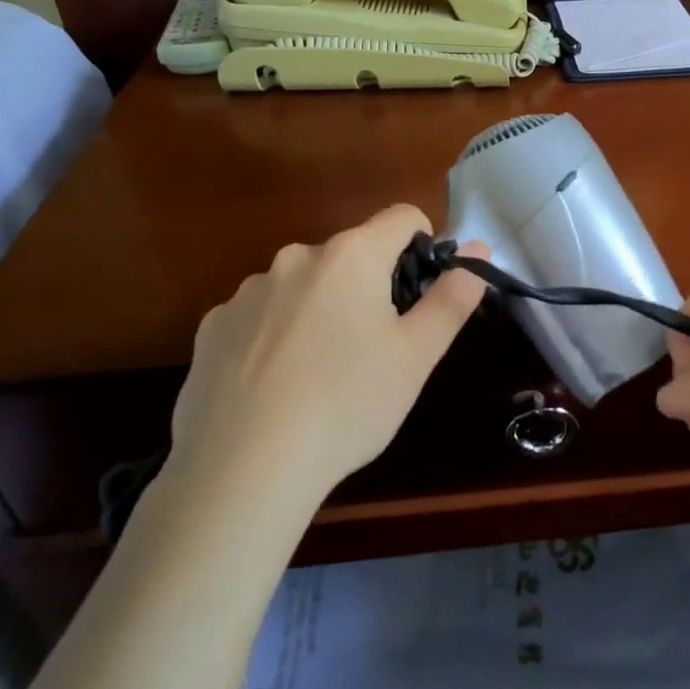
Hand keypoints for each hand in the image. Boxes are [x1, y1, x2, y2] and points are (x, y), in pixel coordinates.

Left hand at [164, 205, 489, 511]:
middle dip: (370, 287)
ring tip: (321, 375)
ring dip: (321, 310)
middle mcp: (296, 257)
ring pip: (304, 285)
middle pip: (352, 254)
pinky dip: (276, 336)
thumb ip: (452, 296)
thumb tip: (478, 249)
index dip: (423, 248)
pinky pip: (261, 315)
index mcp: (351, 255)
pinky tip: (275, 385)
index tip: (419, 299)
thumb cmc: (348, 404)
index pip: (402, 218)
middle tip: (375, 350)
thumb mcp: (417, 355)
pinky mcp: (211, 326)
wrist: (243, 470)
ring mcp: (247, 291)